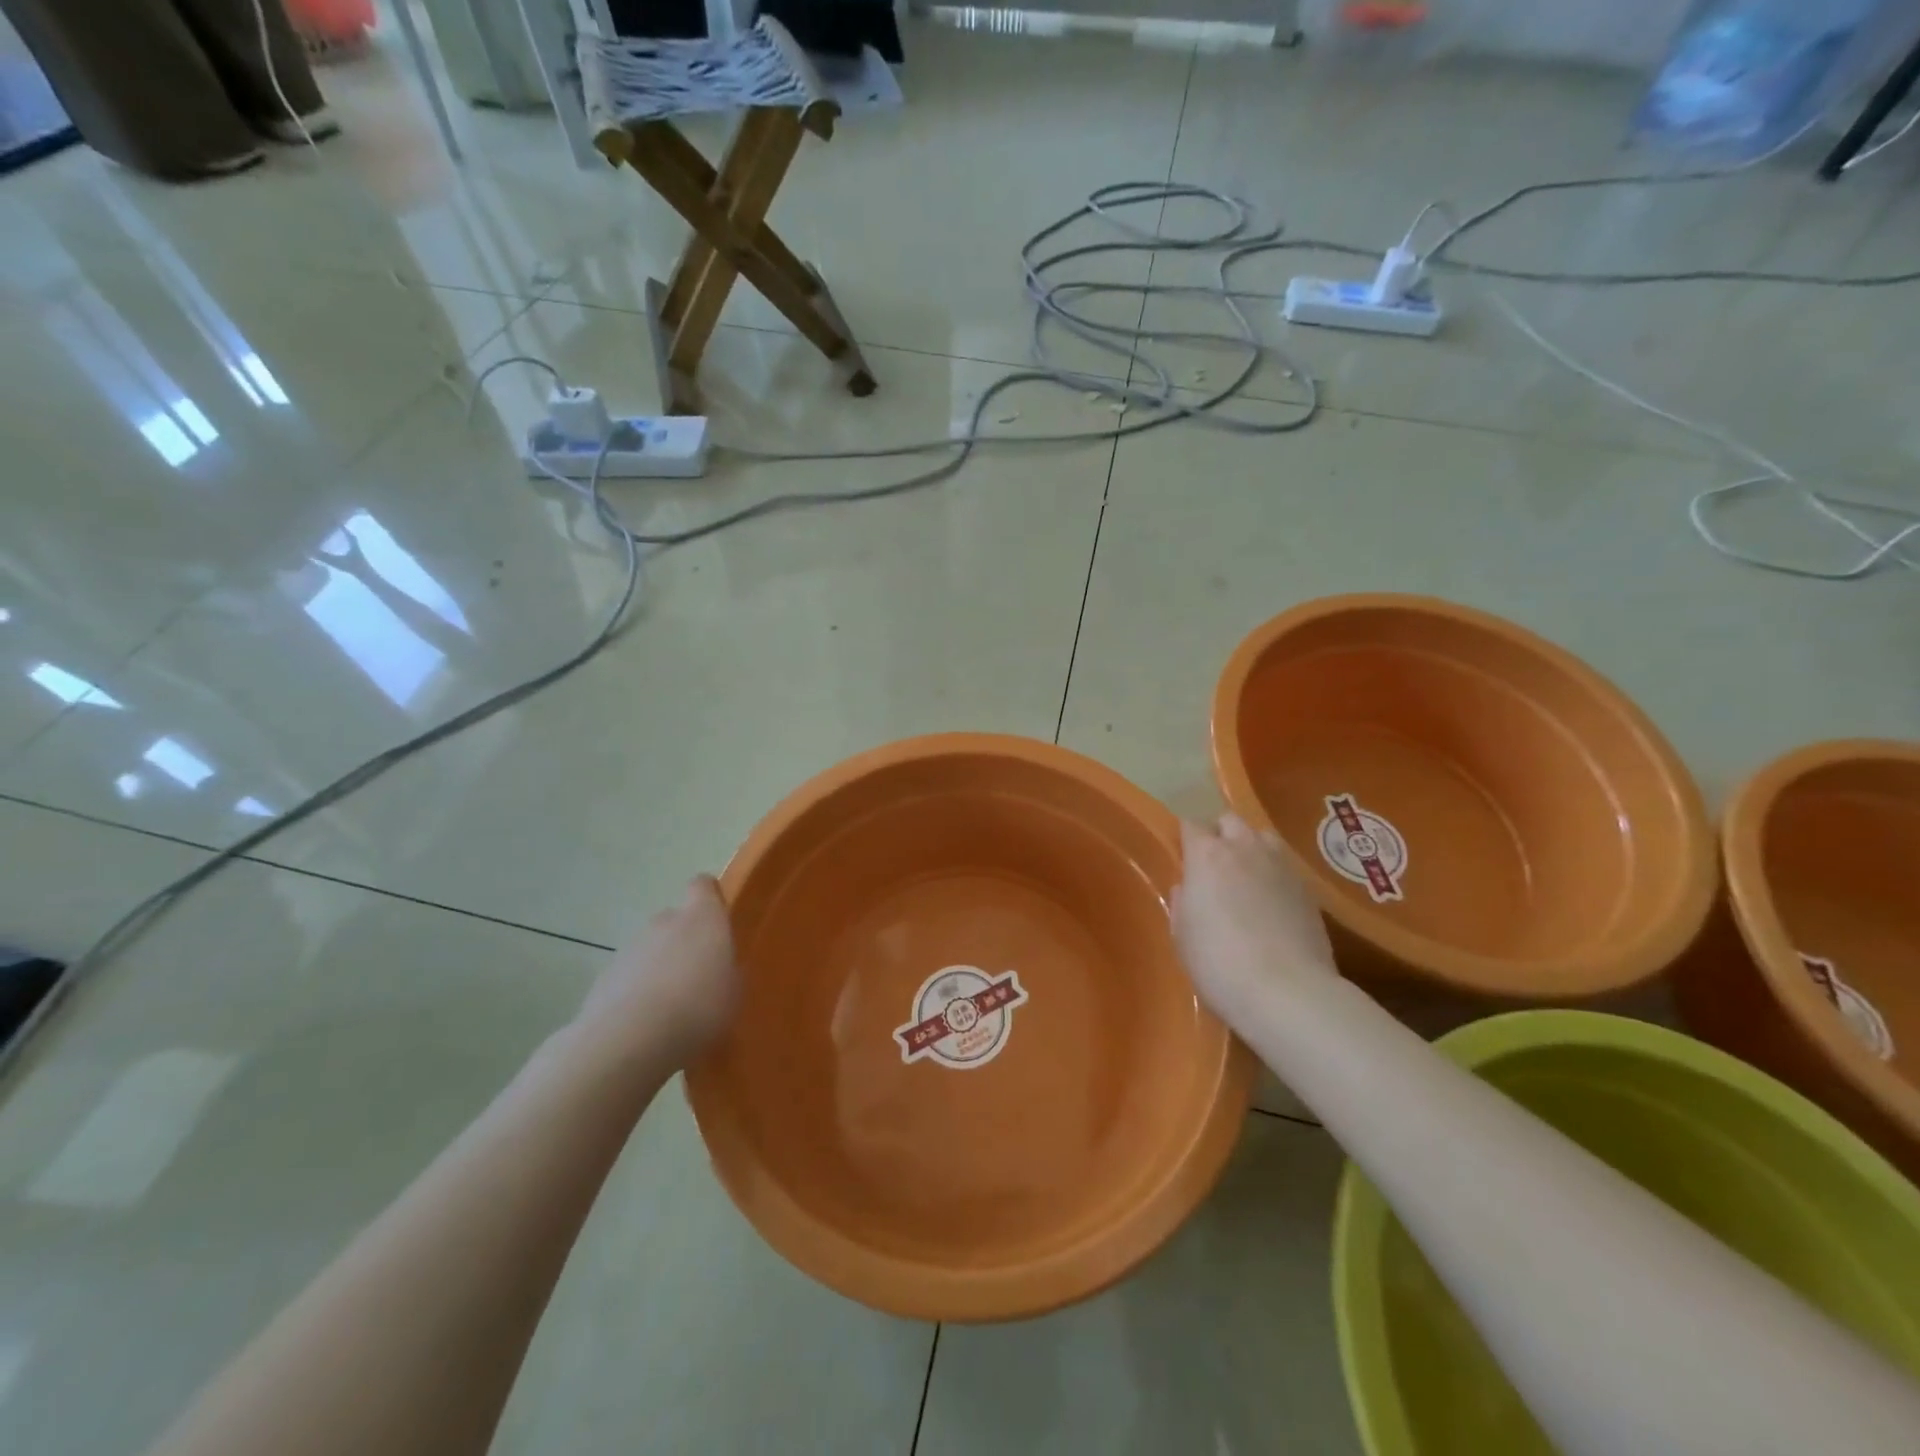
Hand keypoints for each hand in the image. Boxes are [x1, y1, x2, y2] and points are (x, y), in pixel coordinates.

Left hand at [579, 876, 739, 1069]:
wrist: (629, 1040)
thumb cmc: (699, 1008)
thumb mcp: (734, 992)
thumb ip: (727, 971)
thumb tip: (720, 968)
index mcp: (703, 917)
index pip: (703, 886)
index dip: (709, 898)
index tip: (717, 918)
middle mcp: (665, 922)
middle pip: (675, 920)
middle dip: (684, 941)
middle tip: (697, 975)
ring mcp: (631, 947)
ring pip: (651, 949)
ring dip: (659, 968)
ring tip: (671, 1007)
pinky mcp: (605, 976)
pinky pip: (629, 976)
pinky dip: (636, 992)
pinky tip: (645, 1024)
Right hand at [1173, 814, 1336, 1026]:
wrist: (1287, 992)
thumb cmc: (1218, 962)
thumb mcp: (1182, 935)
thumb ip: (1182, 902)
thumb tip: (1188, 887)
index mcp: (1207, 856)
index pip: (1191, 824)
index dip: (1186, 838)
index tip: (1182, 856)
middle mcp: (1245, 849)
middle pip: (1230, 821)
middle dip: (1220, 834)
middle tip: (1213, 864)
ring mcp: (1282, 866)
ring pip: (1263, 838)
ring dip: (1251, 848)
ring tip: (1246, 876)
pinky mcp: (1309, 889)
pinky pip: (1285, 867)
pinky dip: (1274, 875)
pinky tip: (1271, 903)